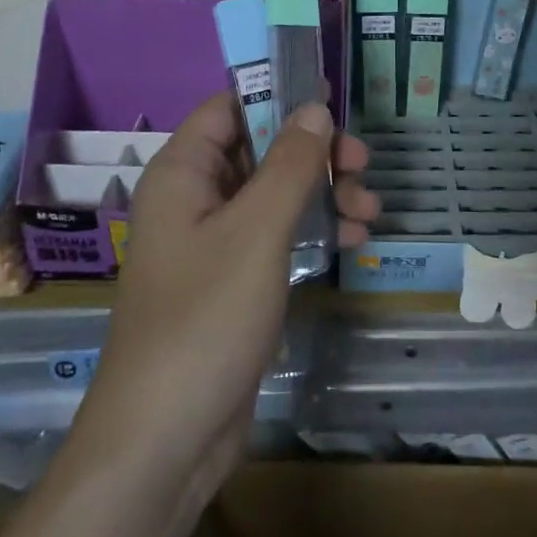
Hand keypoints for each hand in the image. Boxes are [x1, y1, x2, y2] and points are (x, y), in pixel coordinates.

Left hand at [70, 95, 377, 504]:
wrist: (165, 441)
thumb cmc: (205, 318)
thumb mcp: (257, 232)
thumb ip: (290, 164)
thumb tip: (316, 108)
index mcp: (183, 174)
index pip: (229, 108)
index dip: (277, 95)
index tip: (330, 100)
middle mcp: (195, 199)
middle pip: (260, 149)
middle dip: (314, 153)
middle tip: (362, 163)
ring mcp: (214, 242)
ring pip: (275, 193)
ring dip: (324, 193)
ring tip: (370, 209)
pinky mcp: (234, 280)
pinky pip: (277, 234)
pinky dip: (314, 229)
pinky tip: (355, 239)